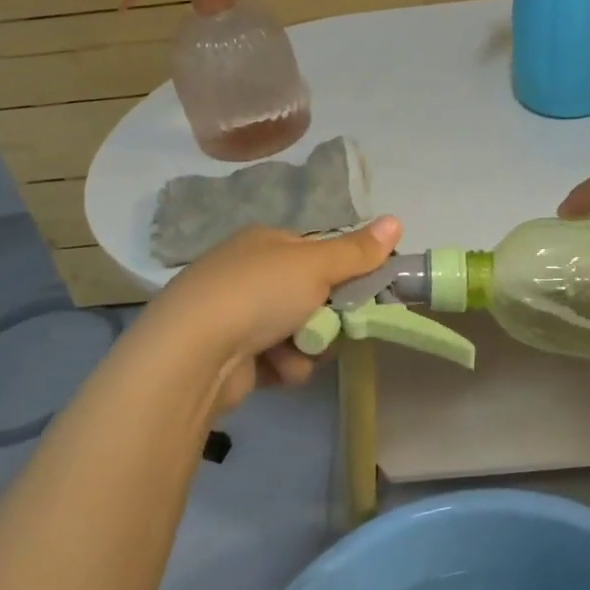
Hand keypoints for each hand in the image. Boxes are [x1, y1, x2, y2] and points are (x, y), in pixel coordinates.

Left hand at [136, 217, 401, 413]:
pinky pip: (278, 359)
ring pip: (300, 331)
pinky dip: (283, 366)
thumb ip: (358, 250)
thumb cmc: (258, 294)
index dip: (345, 273)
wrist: (193, 354)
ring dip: (307, 345)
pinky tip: (274, 369)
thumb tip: (396, 220)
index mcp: (265, 242)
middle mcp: (249, 273)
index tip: (365, 294)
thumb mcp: (316, 265)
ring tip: (295, 351)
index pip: (319, 254)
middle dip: (327, 317)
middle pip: (313, 296)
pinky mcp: (232, 355)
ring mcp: (237, 315)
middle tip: (333, 327)